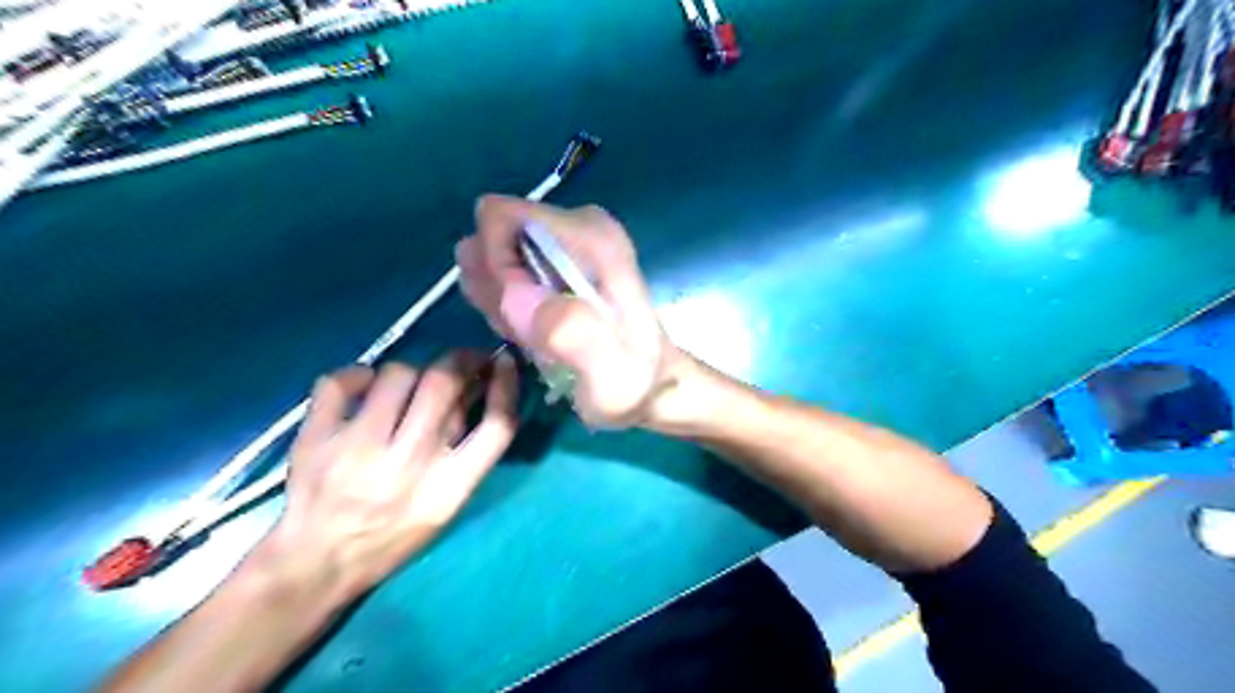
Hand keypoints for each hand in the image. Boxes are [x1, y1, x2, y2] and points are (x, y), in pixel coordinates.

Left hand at [263, 353, 517, 594]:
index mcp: (449, 488)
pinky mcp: (316, 440)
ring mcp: (358, 450)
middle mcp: (408, 464)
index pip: (496, 424)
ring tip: (406, 386)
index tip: (503, 362)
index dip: (506, 385)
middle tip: (460, 359)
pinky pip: (340, 381)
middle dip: (459, 358)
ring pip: (396, 374)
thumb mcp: (446, 505)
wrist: (318, 564)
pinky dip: (356, 375)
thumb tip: (479, 388)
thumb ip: (466, 451)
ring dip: (409, 371)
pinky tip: (362, 387)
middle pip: (444, 383)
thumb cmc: (393, 535)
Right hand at [459, 192, 680, 424]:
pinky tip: (534, 333)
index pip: (501, 218)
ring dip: (501, 302)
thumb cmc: (632, 384)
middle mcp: (579, 226)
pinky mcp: (560, 259)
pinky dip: (510, 305)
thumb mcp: (608, 377)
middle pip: (495, 237)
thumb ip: (569, 335)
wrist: (651, 385)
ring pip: (497, 257)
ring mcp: (568, 241)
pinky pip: (507, 271)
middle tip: (530, 333)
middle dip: (497, 289)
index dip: (496, 271)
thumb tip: (515, 293)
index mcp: (592, 237)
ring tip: (535, 337)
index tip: (519, 315)